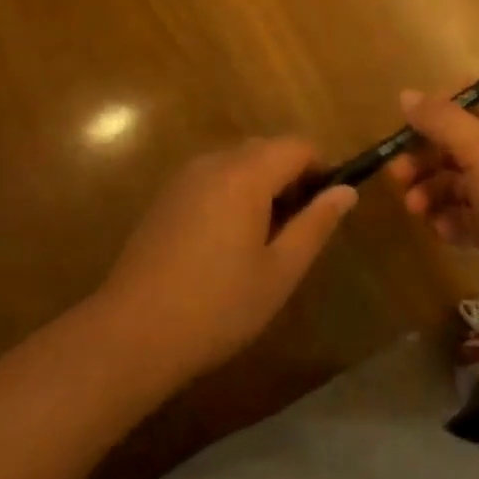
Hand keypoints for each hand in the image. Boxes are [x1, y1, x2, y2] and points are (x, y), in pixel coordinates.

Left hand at [100, 138, 356, 384]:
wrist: (132, 332)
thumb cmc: (218, 306)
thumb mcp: (280, 271)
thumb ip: (316, 224)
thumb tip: (346, 191)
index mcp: (245, 173)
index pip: (296, 146)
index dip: (320, 169)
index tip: (326, 208)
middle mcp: (214, 162)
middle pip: (266, 149)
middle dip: (290, 177)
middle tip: (296, 230)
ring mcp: (185, 177)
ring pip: (237, 163)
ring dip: (260, 186)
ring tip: (263, 241)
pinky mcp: (165, 196)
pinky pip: (212, 178)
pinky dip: (232, 193)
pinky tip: (225, 243)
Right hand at [386, 89, 478, 328]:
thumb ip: (440, 120)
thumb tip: (405, 94)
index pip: (468, 101)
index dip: (435, 111)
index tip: (404, 127)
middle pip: (455, 143)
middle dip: (423, 158)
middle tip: (396, 175)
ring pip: (455, 182)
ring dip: (430, 191)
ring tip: (415, 209)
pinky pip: (465, 217)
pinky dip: (449, 221)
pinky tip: (443, 232)